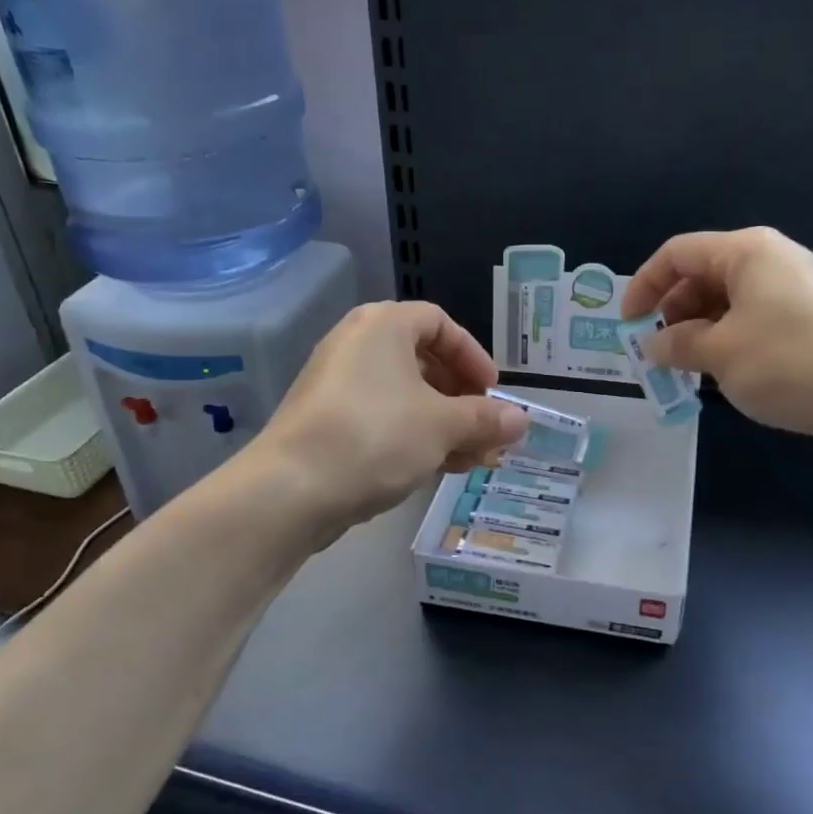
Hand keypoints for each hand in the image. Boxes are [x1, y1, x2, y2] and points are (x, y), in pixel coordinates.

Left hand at [256, 302, 528, 540]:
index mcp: (383, 326)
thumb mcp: (442, 426)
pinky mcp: (327, 423)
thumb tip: (522, 420)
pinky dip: (414, 437)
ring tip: (474, 460)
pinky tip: (439, 470)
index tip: (492, 391)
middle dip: (463, 400)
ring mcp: (337, 386)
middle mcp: (357, 345)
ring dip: (445, 425)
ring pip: (405, 397)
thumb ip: (486, 419)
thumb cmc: (375, 437)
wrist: (290, 490)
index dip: (473, 355)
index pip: (439, 323)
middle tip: (486, 431)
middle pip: (424, 362)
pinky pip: (383, 419)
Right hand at [623, 227, 812, 442]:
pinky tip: (723, 369)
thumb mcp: (718, 353)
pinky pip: (753, 315)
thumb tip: (653, 345)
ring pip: (728, 298)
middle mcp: (772, 258)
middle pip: (703, 274)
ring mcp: (796, 286)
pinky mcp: (811, 314)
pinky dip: (727, 336)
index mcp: (746, 252)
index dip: (644, 285)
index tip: (629, 325)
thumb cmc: (786, 363)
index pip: (678, 254)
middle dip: (672, 311)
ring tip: (687, 367)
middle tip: (658, 351)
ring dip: (698, 329)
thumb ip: (676, 343)